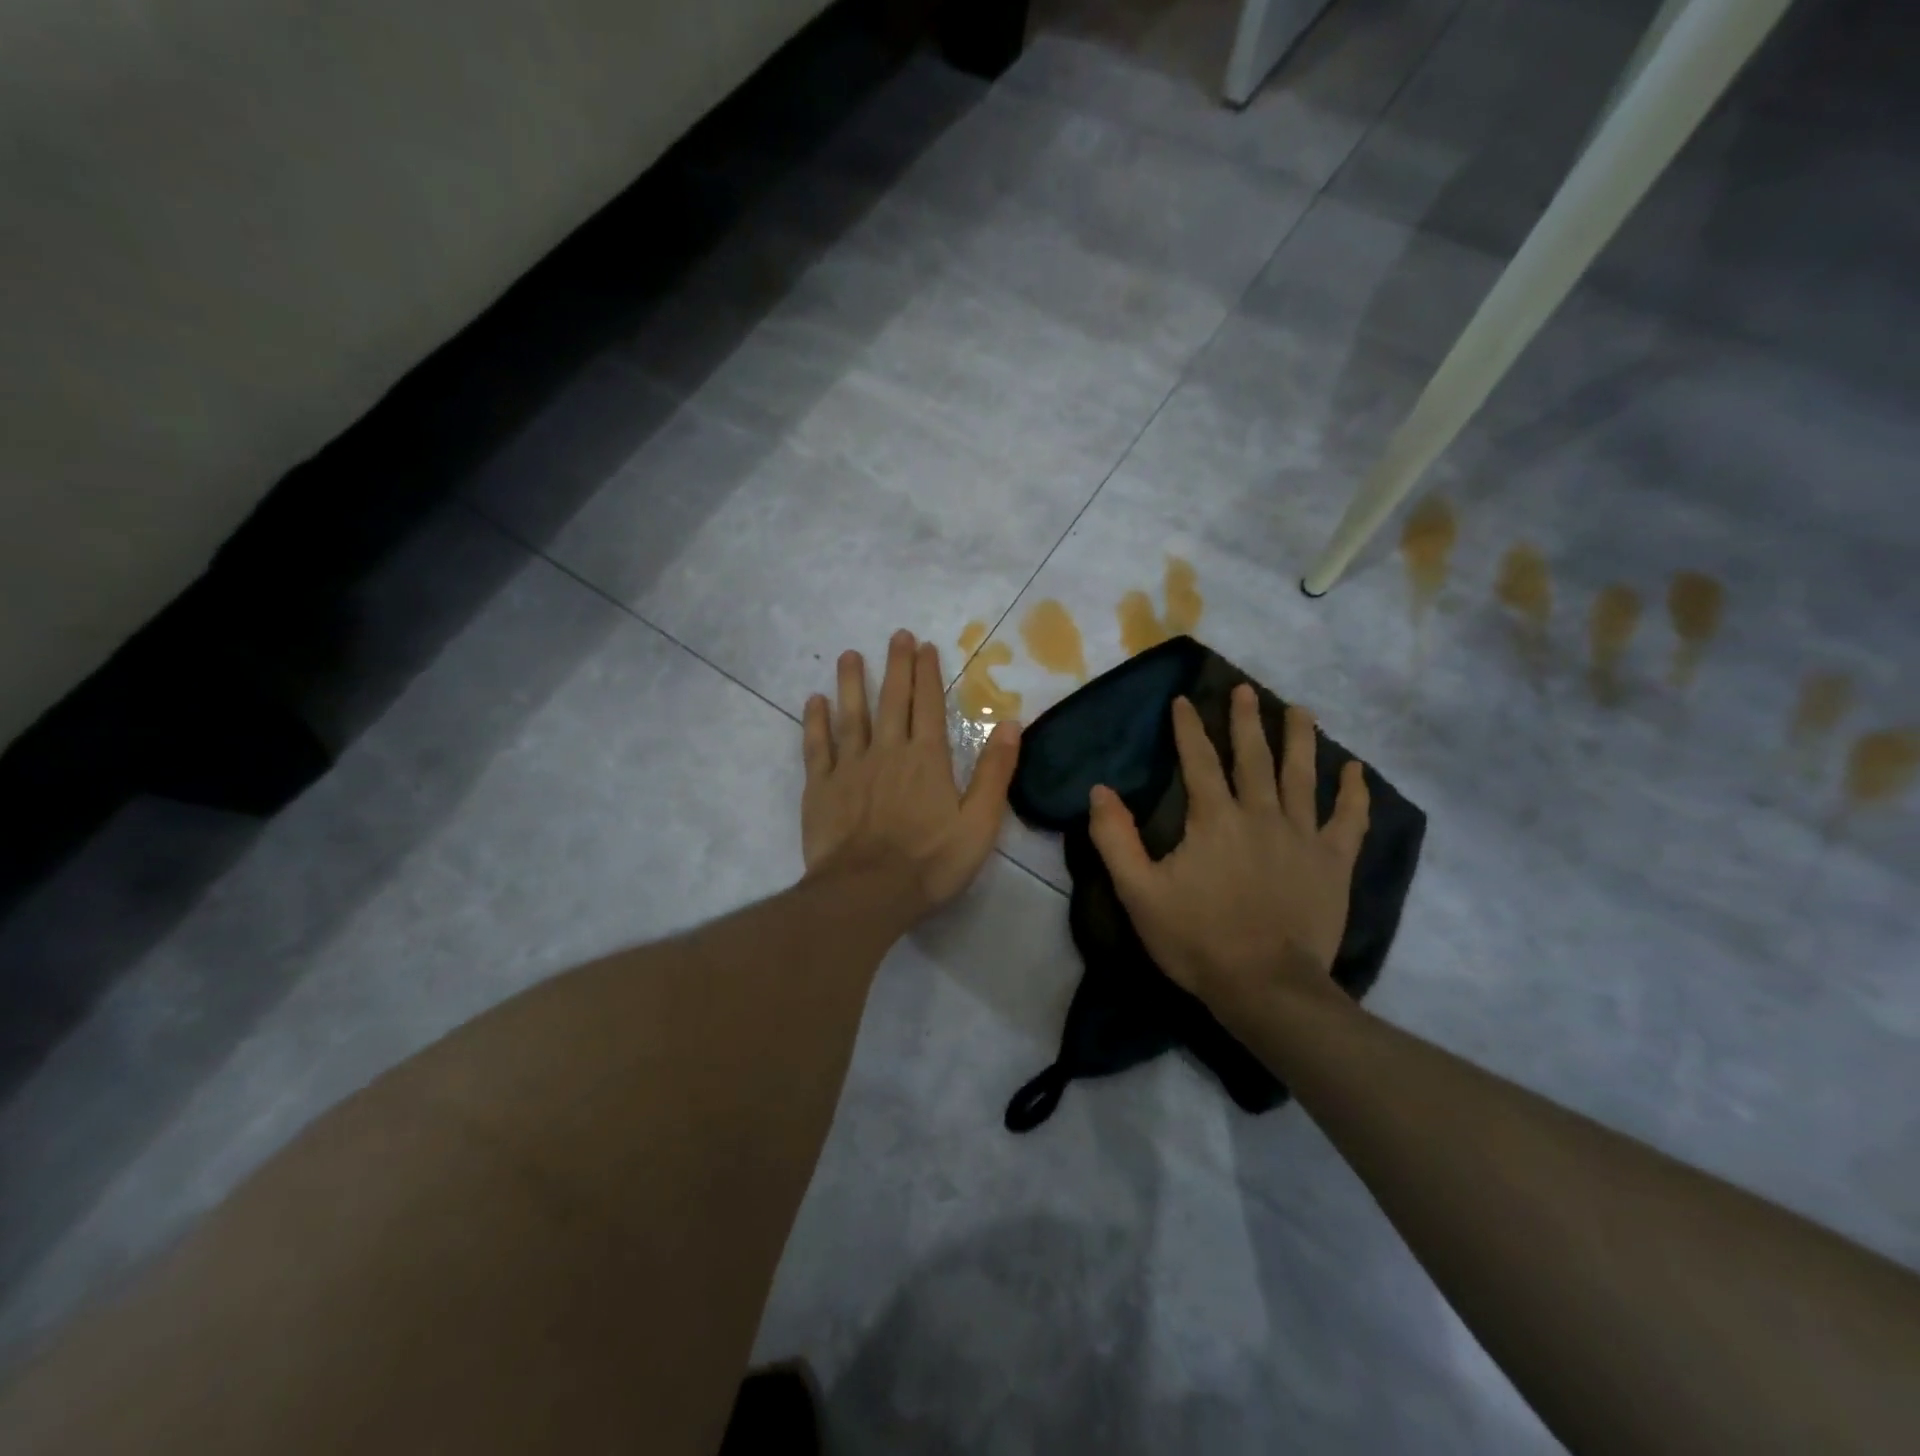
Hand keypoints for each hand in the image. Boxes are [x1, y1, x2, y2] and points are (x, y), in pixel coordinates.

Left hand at [802, 629, 1019, 923]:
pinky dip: (815, 721)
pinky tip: (814, 701)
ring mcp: (850, 767)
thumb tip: (1011, 724)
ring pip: (851, 715)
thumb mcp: (979, 823)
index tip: (924, 646)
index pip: (928, 705)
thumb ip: (995, 773)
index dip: (927, 674)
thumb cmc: (930, 862)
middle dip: (896, 666)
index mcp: (927, 759)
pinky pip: (817, 746)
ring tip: (850, 655)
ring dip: (852, 683)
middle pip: (892, 700)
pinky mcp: (821, 787)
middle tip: (896, 636)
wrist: (867, 893)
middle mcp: (888, 751)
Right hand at [1087, 686, 1368, 1008]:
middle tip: (1246, 689)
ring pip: (1302, 776)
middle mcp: (1261, 814)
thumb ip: (1115, 839)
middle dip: (1247, 720)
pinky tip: (1355, 770)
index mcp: (1213, 819)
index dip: (1189, 728)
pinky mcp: (1333, 863)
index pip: (1199, 761)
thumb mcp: (1138, 892)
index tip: (1184, 700)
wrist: (1266, 987)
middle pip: (1254, 757)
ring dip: (1299, 739)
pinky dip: (1354, 793)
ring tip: (1299, 709)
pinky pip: (1349, 820)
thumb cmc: (1196, 939)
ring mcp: (1303, 837)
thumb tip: (1100, 790)